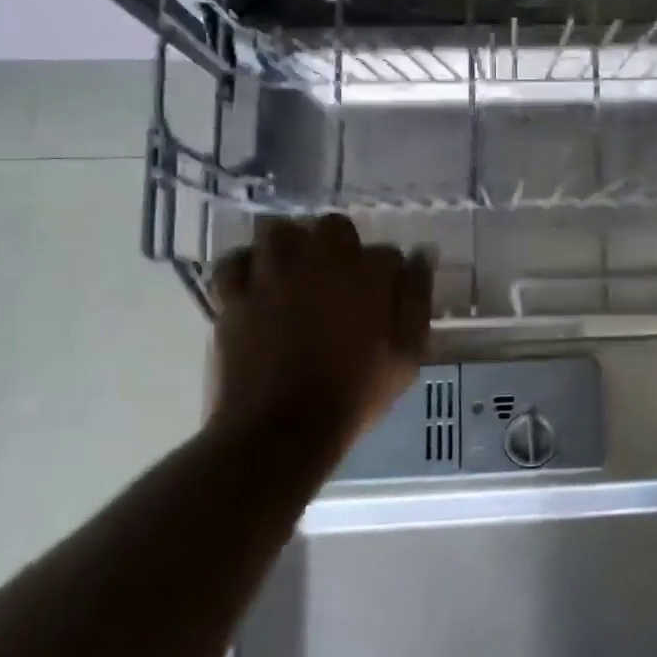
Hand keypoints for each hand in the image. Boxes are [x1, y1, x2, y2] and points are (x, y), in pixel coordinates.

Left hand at [210, 216, 432, 443]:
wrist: (284, 428)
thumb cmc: (356, 392)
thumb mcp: (408, 352)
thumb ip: (417, 298)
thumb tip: (423, 254)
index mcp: (368, 272)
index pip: (388, 254)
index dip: (388, 276)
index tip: (385, 301)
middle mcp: (320, 259)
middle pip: (333, 227)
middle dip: (340, 246)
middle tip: (339, 282)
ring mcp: (272, 273)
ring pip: (281, 231)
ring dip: (291, 246)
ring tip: (295, 274)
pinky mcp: (234, 294)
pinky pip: (234, 261)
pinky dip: (245, 266)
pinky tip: (255, 284)